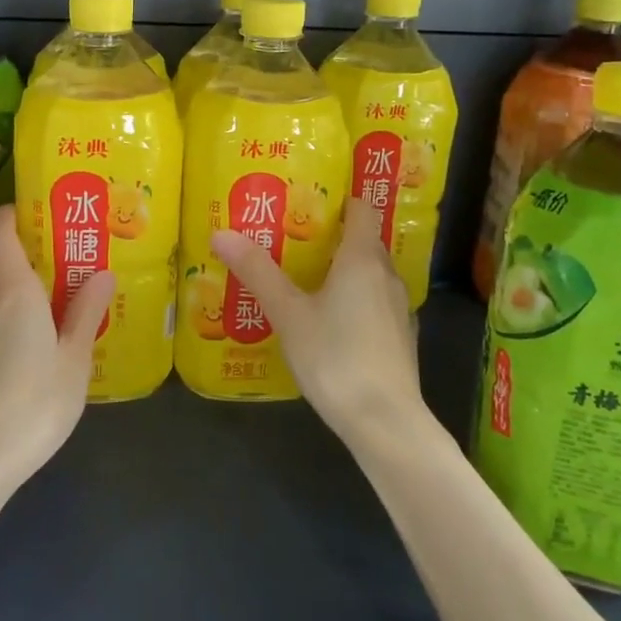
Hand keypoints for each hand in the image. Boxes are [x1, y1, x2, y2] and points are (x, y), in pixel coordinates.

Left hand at [0, 205, 115, 491]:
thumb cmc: (36, 402)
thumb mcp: (74, 358)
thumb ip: (86, 313)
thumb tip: (102, 273)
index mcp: (15, 294)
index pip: (2, 235)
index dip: (13, 214)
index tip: (35, 208)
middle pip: (5, 265)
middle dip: (33, 257)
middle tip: (69, 260)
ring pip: (0, 297)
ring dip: (26, 292)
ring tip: (61, 301)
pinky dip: (16, 318)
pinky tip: (38, 342)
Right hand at [212, 198, 424, 447]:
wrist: (385, 422)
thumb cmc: (335, 357)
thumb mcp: (288, 313)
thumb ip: (257, 271)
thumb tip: (221, 233)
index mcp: (362, 259)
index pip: (360, 209)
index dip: (338, 199)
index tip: (306, 199)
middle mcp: (386, 275)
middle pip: (362, 241)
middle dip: (330, 235)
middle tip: (291, 236)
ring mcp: (398, 308)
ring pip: (369, 274)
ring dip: (342, 270)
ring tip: (304, 276)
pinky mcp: (399, 337)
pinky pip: (374, 302)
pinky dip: (353, 299)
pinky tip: (328, 319)